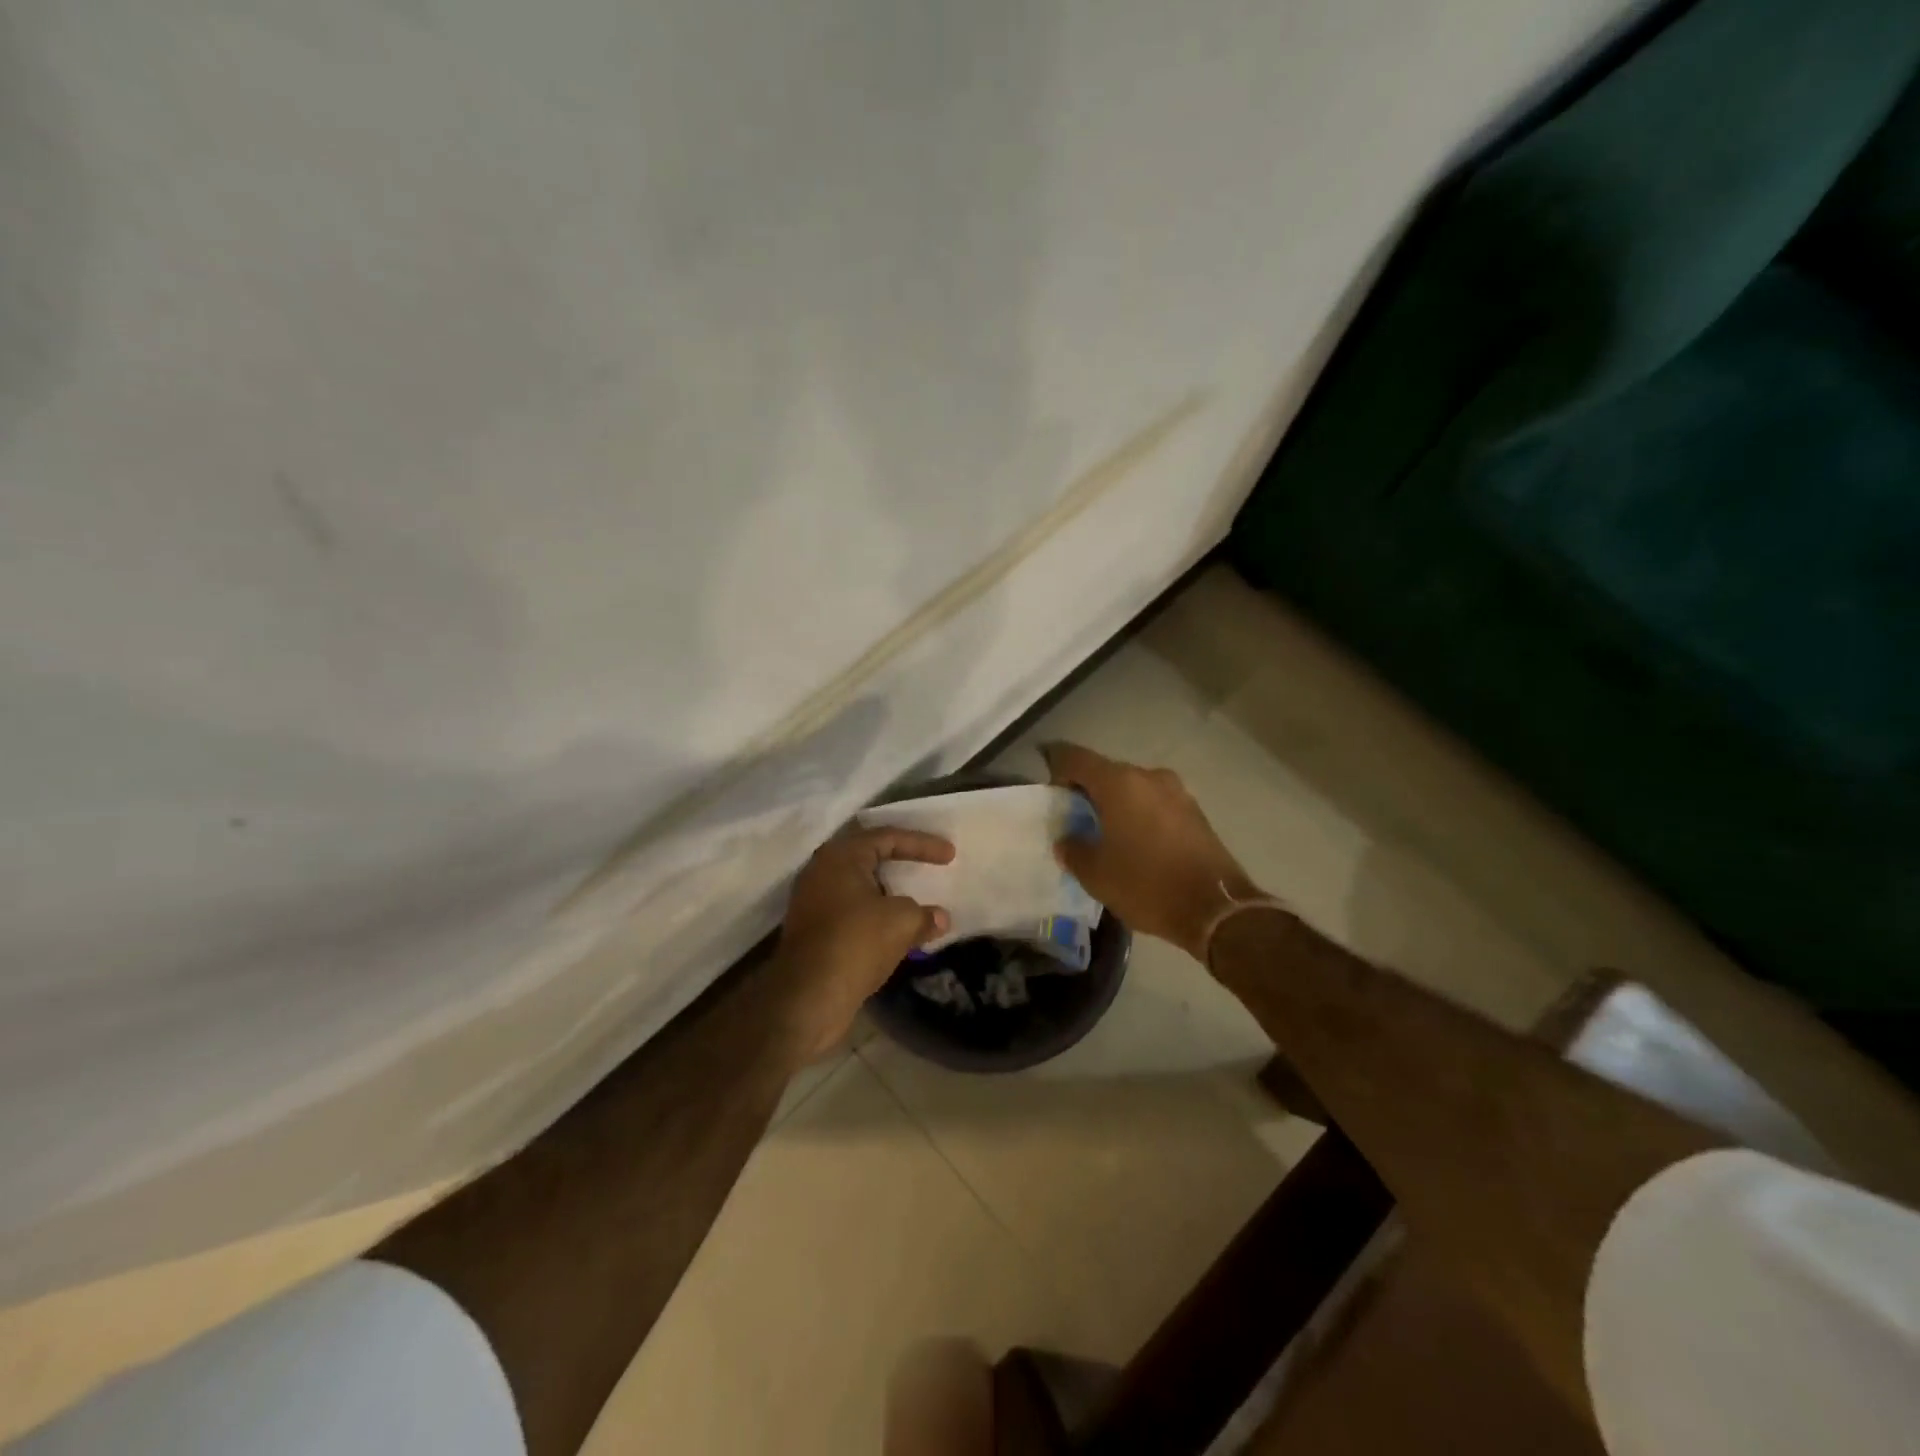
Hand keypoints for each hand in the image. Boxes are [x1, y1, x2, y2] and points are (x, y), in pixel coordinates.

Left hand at [775, 825, 954, 1059]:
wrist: (808, 997)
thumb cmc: (856, 943)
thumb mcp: (902, 922)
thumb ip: (924, 914)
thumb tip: (940, 918)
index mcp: (840, 856)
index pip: (887, 837)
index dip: (921, 843)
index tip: (950, 855)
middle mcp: (821, 871)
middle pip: (869, 857)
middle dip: (901, 862)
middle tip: (929, 866)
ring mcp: (812, 901)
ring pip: (859, 887)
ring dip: (888, 893)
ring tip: (916, 900)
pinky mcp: (812, 931)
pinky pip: (851, 911)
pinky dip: (876, 914)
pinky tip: (895, 928)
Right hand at [1043, 742, 1265, 962]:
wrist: (1216, 908)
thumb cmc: (1146, 884)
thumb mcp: (1096, 874)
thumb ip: (1073, 850)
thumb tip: (1067, 840)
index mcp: (1119, 783)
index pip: (1076, 758)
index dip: (1056, 766)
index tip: (1048, 789)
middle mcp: (1148, 777)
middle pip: (1106, 772)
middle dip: (1087, 789)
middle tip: (1073, 817)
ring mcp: (1176, 792)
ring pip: (1133, 788)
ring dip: (1115, 803)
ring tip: (1104, 833)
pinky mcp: (1194, 812)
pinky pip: (1155, 803)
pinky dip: (1139, 814)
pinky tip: (1135, 842)